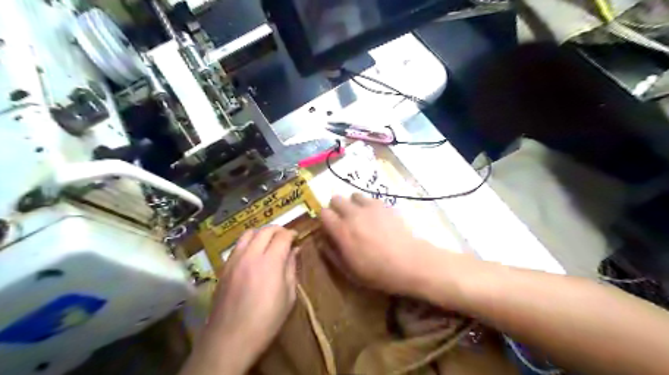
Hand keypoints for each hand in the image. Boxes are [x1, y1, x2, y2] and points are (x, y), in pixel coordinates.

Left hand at [194, 225, 297, 374]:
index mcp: (270, 262)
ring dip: (261, 233)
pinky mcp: (224, 267)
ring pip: (248, 233)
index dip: (292, 233)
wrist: (230, 339)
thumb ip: (291, 268)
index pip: (282, 236)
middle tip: (285, 237)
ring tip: (269, 242)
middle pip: (265, 230)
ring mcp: (234, 260)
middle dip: (278, 230)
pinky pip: (237, 246)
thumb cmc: (266, 321)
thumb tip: (295, 250)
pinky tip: (253, 254)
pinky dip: (248, 242)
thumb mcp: (288, 296)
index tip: (297, 237)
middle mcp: (251, 255)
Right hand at [320, 195, 442, 296]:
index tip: (329, 227)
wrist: (409, 262)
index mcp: (342, 230)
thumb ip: (332, 254)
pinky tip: (376, 217)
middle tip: (343, 221)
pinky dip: (368, 205)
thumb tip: (322, 241)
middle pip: (335, 199)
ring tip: (361, 217)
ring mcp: (370, 207)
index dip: (324, 219)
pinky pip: (370, 199)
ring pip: (353, 195)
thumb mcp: (349, 271)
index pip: (323, 213)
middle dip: (336, 208)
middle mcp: (353, 214)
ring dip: (353, 204)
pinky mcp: (385, 205)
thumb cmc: (378, 272)